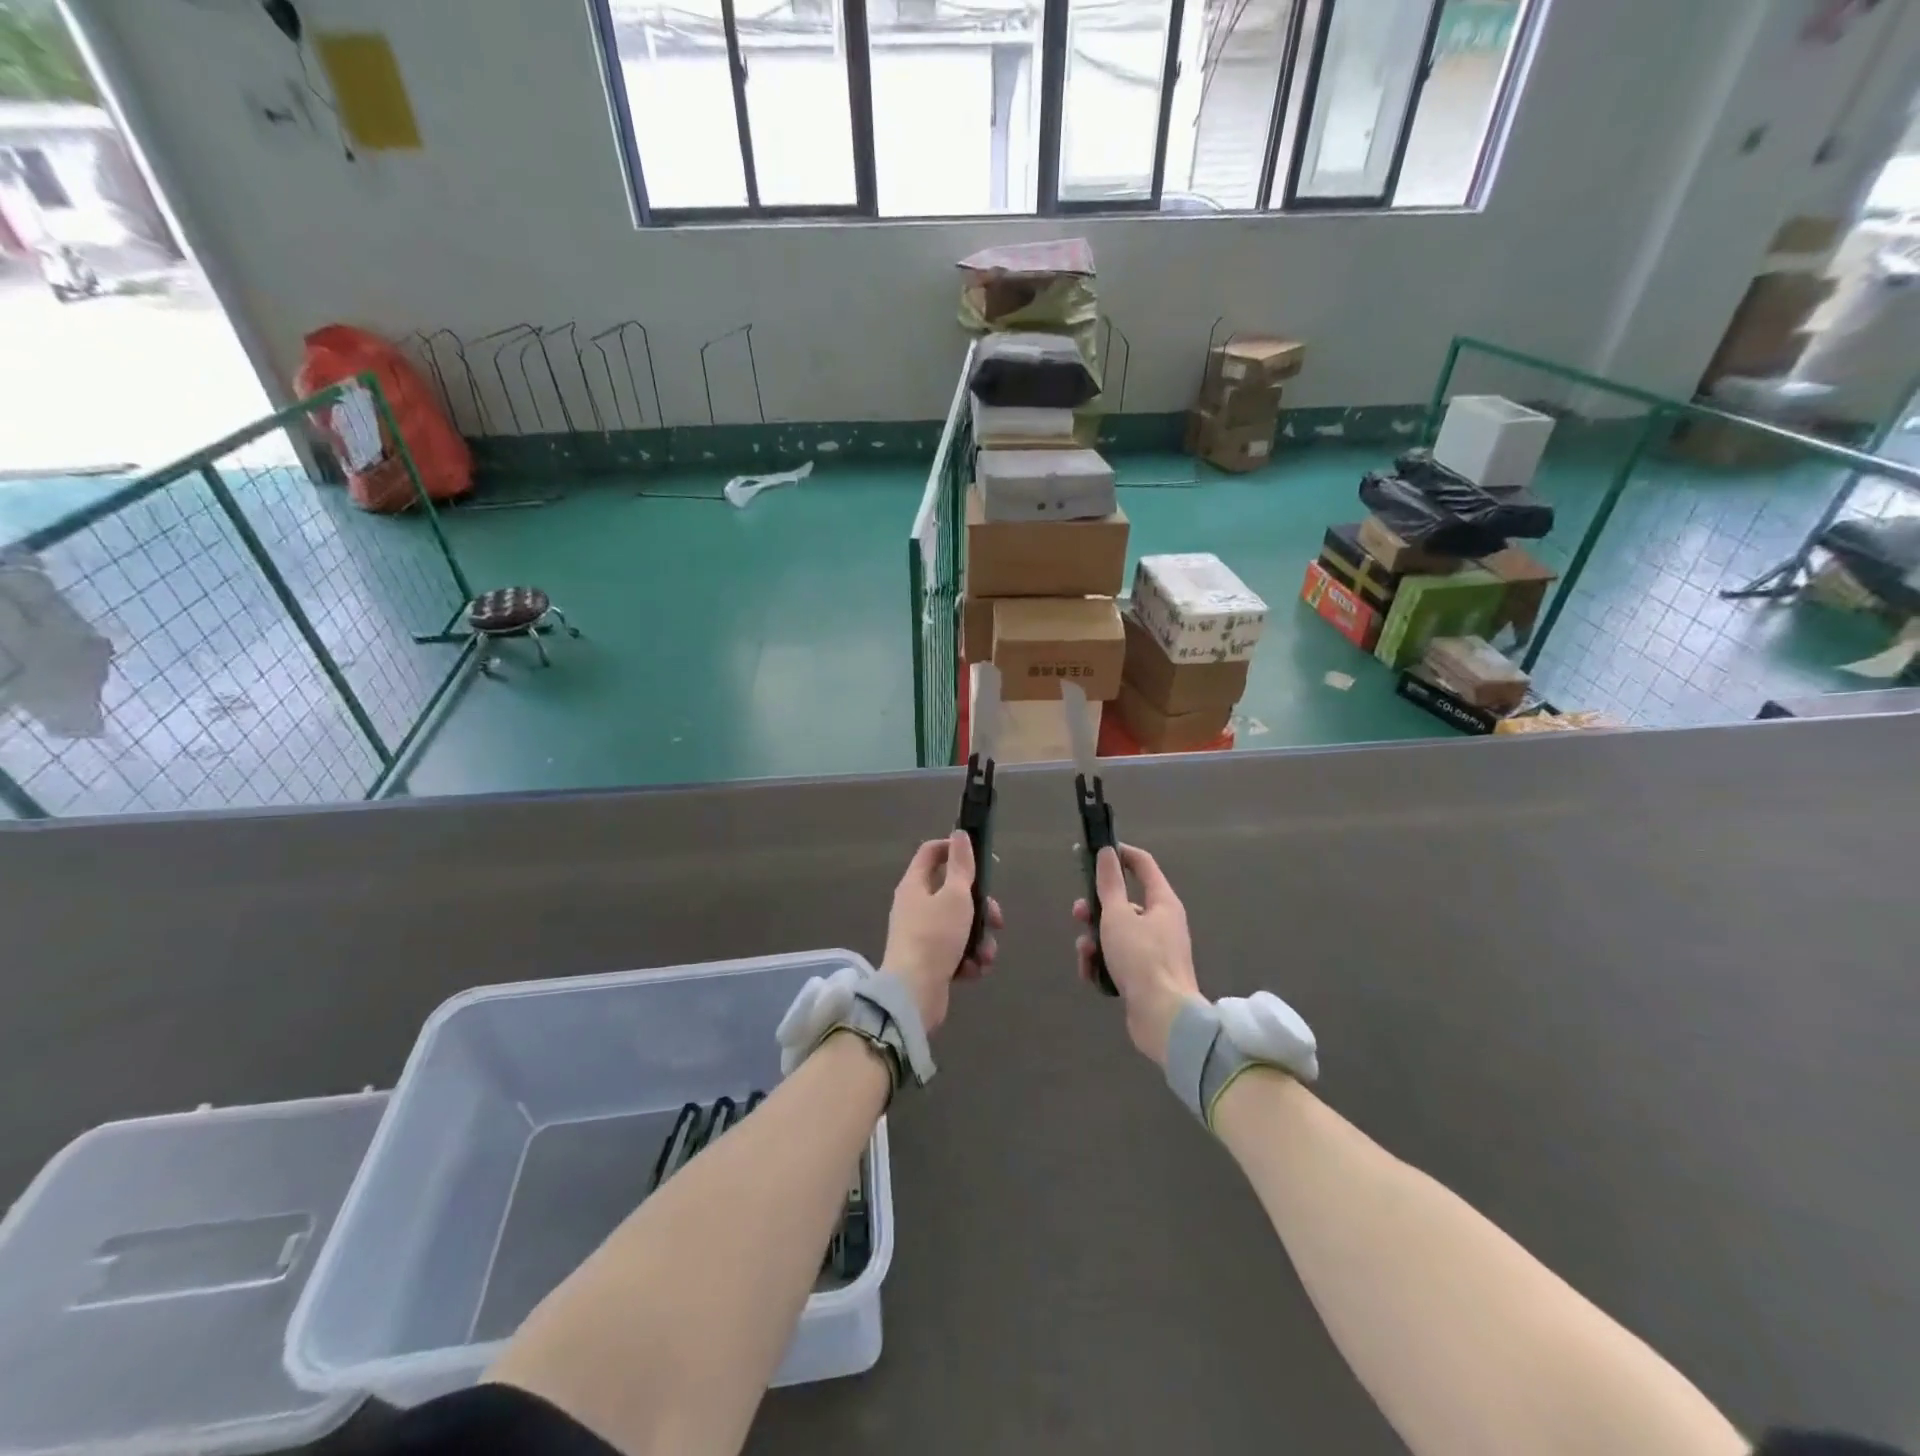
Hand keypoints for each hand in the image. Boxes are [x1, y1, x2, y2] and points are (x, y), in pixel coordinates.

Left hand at [882, 831, 1001, 1034]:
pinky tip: (973, 971)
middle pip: (954, 893)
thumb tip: (959, 834)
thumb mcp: (955, 896)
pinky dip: (968, 959)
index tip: (981, 859)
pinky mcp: (930, 960)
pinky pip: (956, 951)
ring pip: (960, 925)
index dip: (955, 848)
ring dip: (979, 939)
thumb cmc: (935, 937)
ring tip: (985, 956)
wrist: (914, 994)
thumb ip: (961, 865)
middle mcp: (915, 906)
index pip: (932, 852)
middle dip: (981, 908)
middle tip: (996, 920)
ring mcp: (922, 934)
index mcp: (915, 885)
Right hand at [1074, 844, 1202, 1065]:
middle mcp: (1162, 922)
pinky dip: (1102, 963)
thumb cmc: (1141, 959)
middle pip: (1124, 903)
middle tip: (1078, 913)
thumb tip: (1107, 852)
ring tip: (1085, 952)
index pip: (1143, 865)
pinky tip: (1091, 973)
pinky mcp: (1146, 975)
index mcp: (1163, 903)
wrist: (1164, 1018)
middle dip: (1096, 908)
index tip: (1095, 852)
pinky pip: (1119, 959)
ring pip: (1117, 933)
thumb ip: (1109, 884)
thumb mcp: (1117, 916)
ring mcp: (1155, 951)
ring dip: (1095, 939)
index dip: (1120, 854)